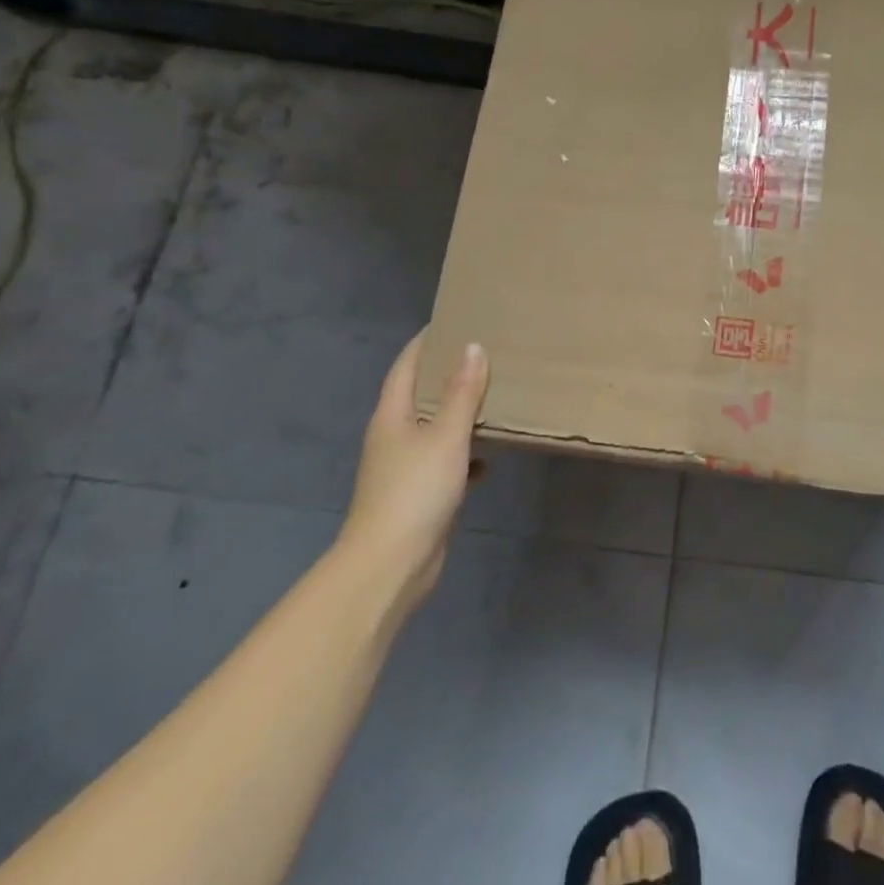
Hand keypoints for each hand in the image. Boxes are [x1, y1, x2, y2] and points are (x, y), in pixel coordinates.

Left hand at [333, 334, 489, 615]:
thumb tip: (473, 346)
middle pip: (420, 394)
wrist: (390, 565)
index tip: (452, 319)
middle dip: (447, 373)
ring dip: (459, 413)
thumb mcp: (446, 435)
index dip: (426, 341)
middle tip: (483, 351)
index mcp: (392, 415)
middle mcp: (394, 436)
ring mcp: (404, 467)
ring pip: (434, 429)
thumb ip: (462, 393)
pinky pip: (446, 462)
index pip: (406, 365)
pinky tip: (491, 455)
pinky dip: (466, 454)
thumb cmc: (415, 490)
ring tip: (493, 394)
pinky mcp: (419, 495)